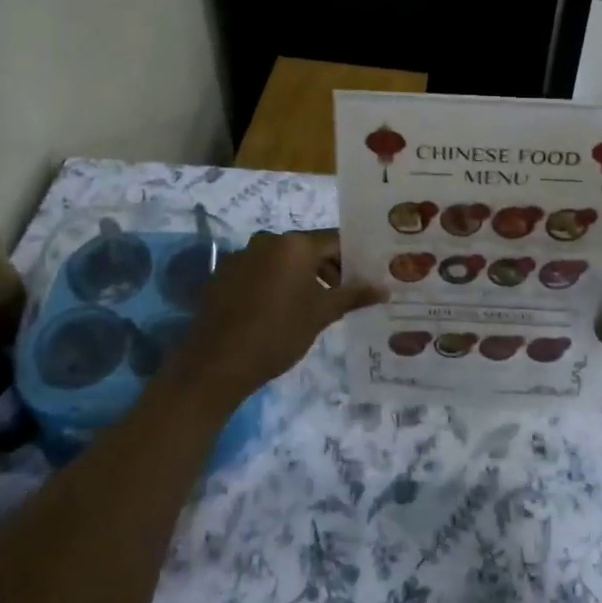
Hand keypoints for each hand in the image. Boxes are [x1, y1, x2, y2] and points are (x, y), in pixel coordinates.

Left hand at [173, 229, 382, 406]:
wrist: (216, 362)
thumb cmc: (278, 333)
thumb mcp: (321, 315)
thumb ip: (353, 296)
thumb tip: (384, 288)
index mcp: (295, 244)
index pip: (335, 240)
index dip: (353, 257)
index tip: (365, 276)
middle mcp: (268, 240)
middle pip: (308, 248)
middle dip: (328, 268)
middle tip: (344, 295)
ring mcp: (242, 255)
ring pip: (282, 259)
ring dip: (301, 276)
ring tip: (312, 306)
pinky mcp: (223, 274)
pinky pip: (259, 271)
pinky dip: (274, 283)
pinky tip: (278, 310)